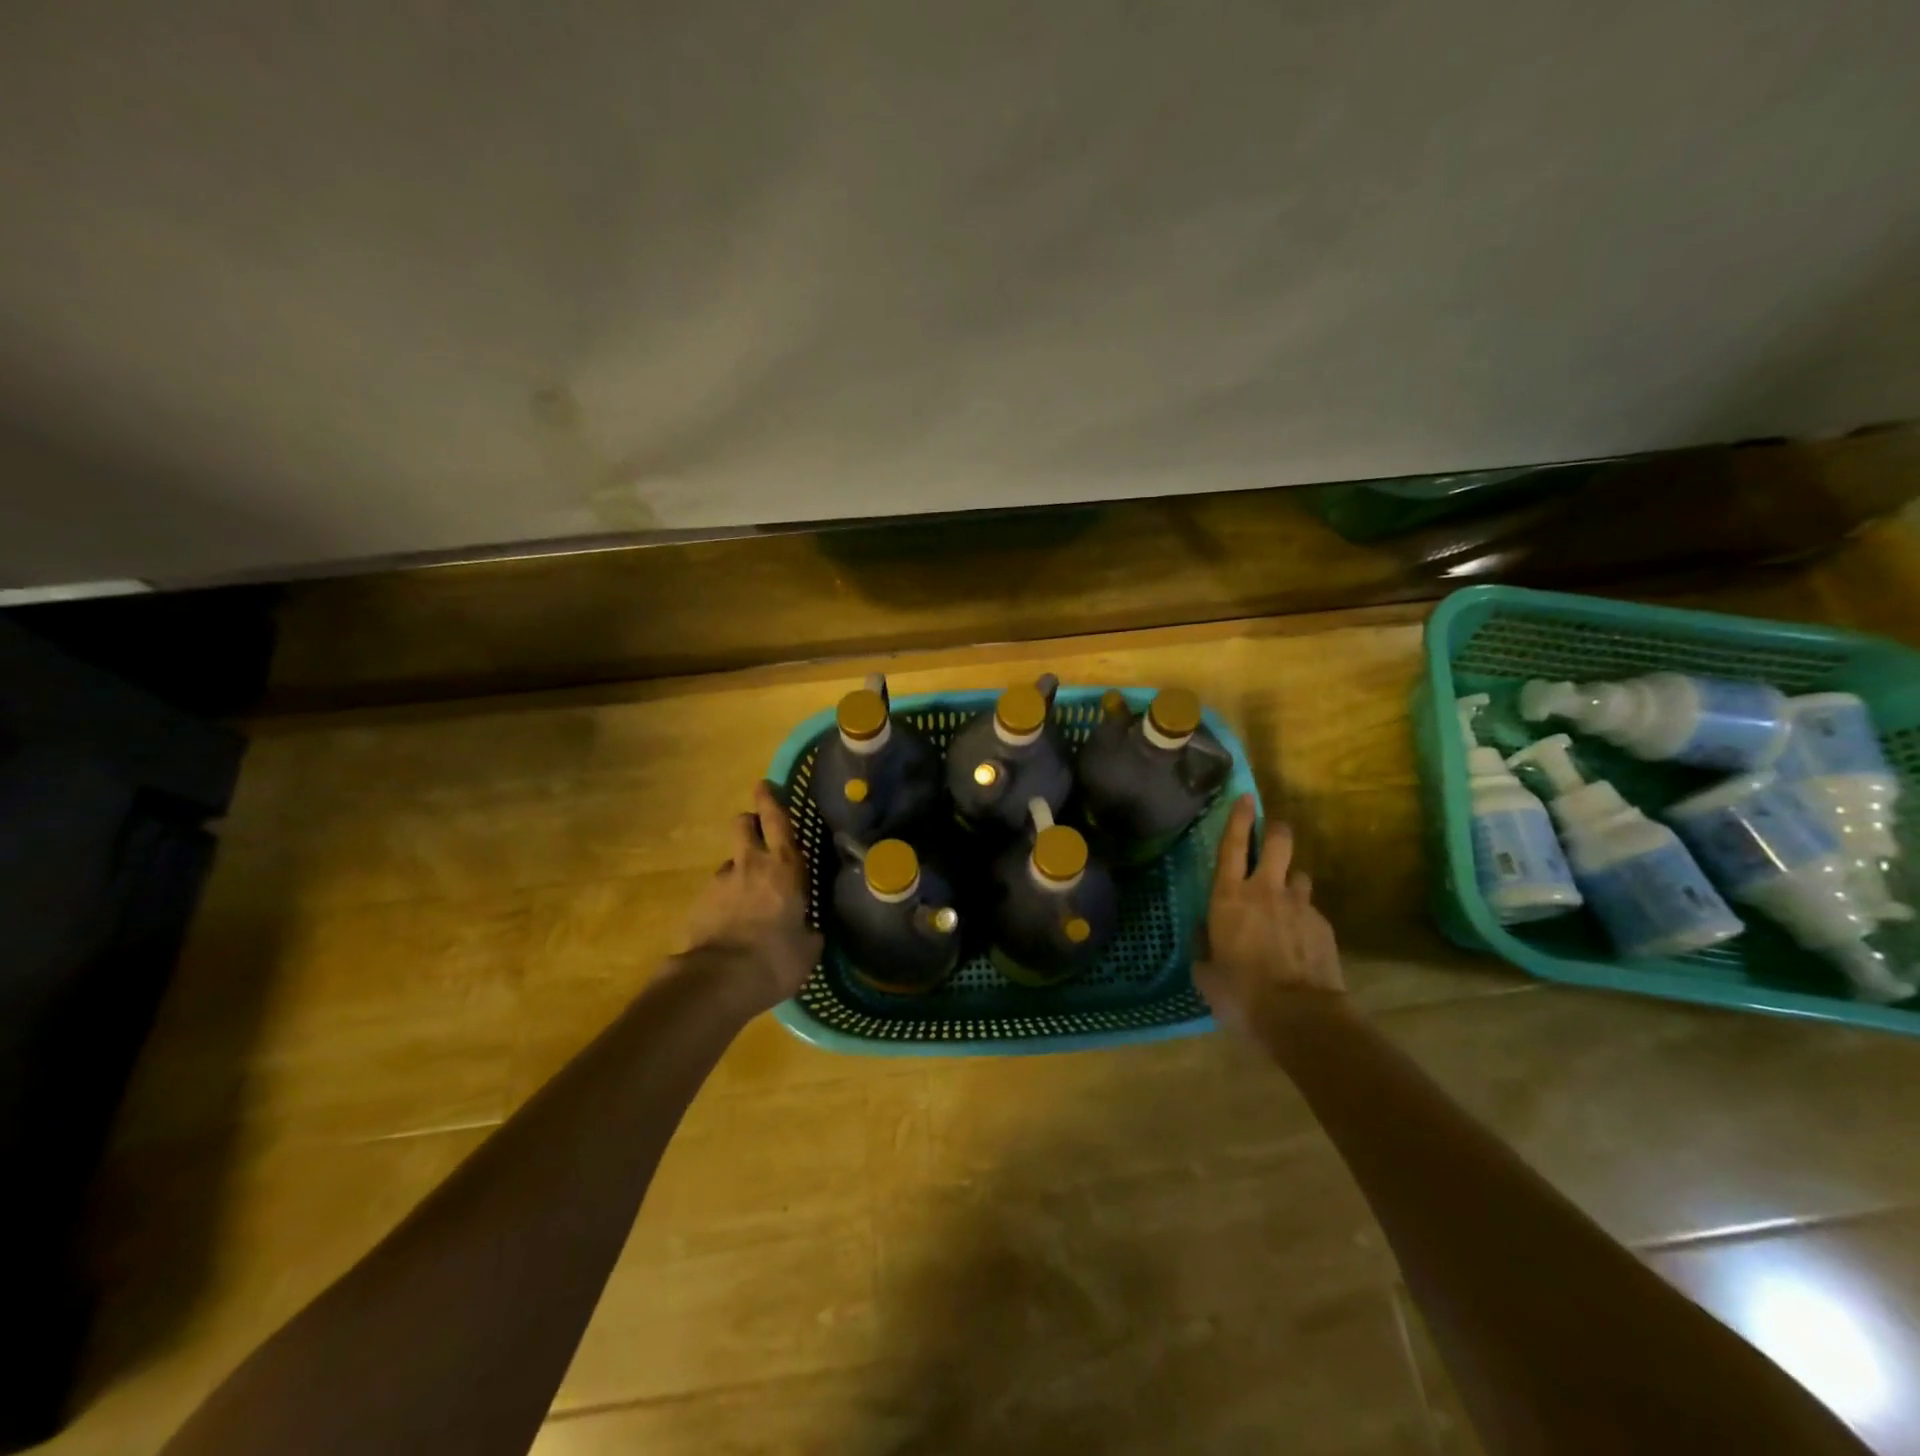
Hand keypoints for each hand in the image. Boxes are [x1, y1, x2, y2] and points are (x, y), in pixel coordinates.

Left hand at [680, 781, 822, 1013]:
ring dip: (738, 870)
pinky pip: (715, 892)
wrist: (718, 981)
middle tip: (757, 833)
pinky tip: (729, 924)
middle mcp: (750, 864)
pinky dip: (723, 900)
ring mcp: (720, 882)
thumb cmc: (776, 958)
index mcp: (785, 867)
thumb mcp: (809, 948)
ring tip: (747, 898)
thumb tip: (809, 929)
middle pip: (743, 825)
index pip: (777, 820)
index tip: (764, 785)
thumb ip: (809, 930)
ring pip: (729, 862)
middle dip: (749, 823)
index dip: (771, 800)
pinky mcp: (698, 904)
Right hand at [1194, 795, 1344, 1028]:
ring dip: (1291, 881)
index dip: (1237, 819)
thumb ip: (1204, 950)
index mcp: (1228, 897)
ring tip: (1287, 898)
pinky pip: (1311, 911)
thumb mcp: (1208, 974)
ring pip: (1298, 876)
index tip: (1245, 797)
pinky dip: (1304, 917)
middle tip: (1274, 830)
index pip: (1231, 846)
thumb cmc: (1241, 991)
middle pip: (1276, 843)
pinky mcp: (1323, 925)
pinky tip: (1300, 940)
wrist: (1299, 1015)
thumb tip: (1204, 940)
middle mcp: (1265, 891)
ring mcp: (1299, 905)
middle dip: (1275, 831)